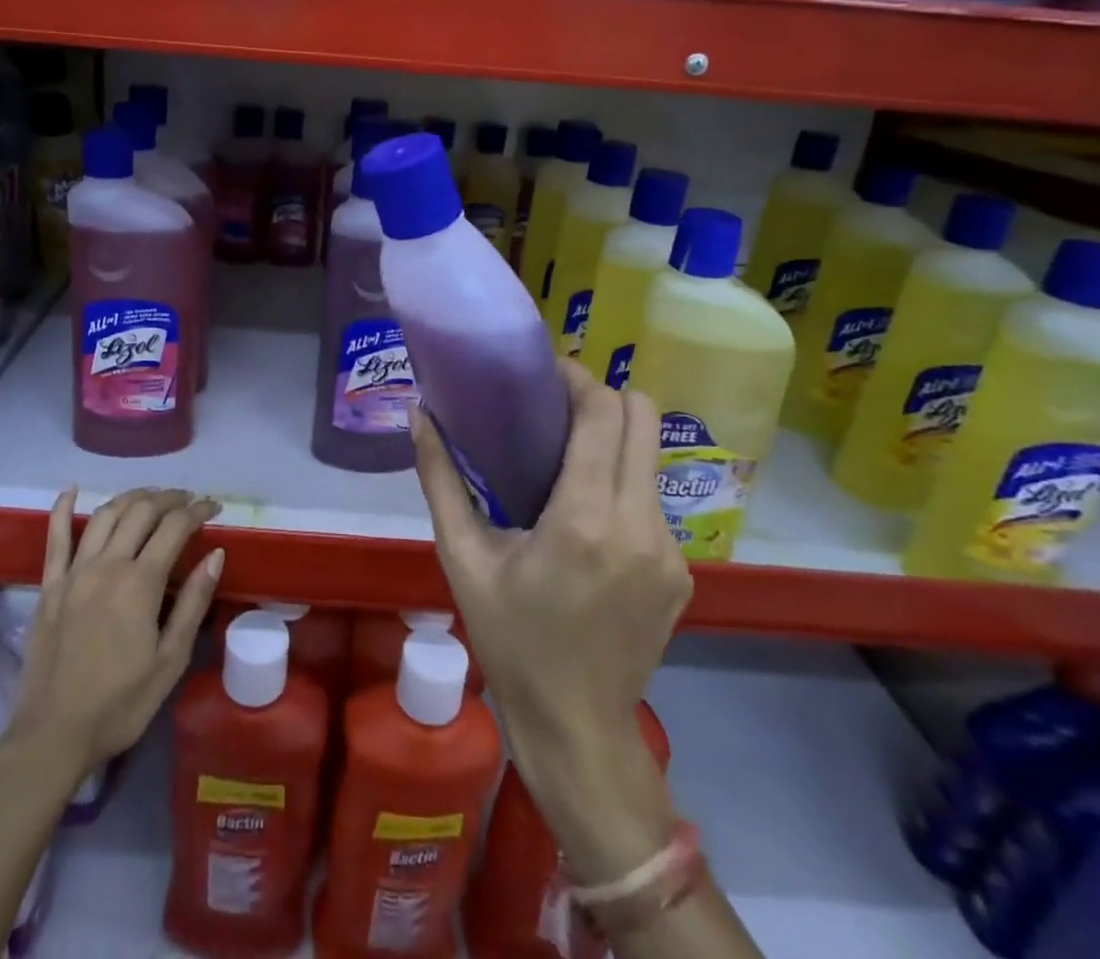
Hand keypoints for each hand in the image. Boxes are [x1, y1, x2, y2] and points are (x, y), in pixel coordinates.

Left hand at [9, 487, 223, 770]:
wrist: (52, 736)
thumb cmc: (120, 704)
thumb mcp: (171, 660)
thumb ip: (193, 602)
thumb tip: (215, 554)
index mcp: (140, 582)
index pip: (175, 527)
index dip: (198, 510)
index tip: (214, 508)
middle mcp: (107, 565)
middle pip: (141, 511)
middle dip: (169, 498)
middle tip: (188, 501)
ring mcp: (73, 572)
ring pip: (105, 515)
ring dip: (132, 498)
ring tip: (151, 497)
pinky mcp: (49, 586)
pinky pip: (55, 538)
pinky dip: (62, 508)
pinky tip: (71, 489)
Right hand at [412, 359, 691, 880]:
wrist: (576, 729)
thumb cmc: (510, 640)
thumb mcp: (462, 558)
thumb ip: (441, 479)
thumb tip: (418, 415)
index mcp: (585, 519)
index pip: (604, 414)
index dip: (578, 378)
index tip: (543, 370)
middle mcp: (639, 524)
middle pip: (643, 418)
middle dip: (602, 396)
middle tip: (554, 405)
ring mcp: (670, 549)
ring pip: (651, 455)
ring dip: (614, 438)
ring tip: (566, 455)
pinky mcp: (682, 570)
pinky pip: (652, 499)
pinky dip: (622, 483)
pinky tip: (586, 513)